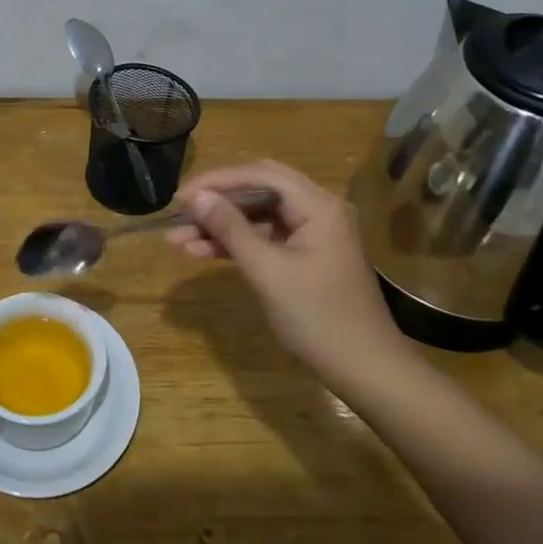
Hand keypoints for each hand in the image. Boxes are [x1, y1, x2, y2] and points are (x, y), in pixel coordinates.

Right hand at [166, 160, 409, 378]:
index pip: (260, 174)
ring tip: (177, 239)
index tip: (181, 197)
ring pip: (258, 215)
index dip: (217, 181)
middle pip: (258, 190)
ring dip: (221, 225)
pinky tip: (202, 252)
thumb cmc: (317, 316)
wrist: (365, 368)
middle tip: (180, 212)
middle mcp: (317, 209)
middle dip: (217, 201)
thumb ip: (230, 228)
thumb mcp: (267, 270)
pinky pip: (265, 237)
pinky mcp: (306, 255)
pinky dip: (236, 243)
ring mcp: (312, 233)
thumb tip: (196, 197)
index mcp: (317, 205)